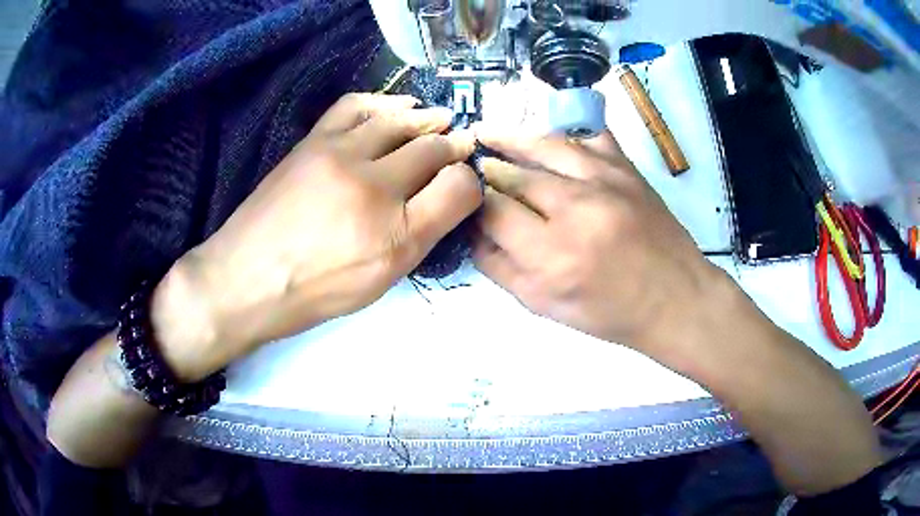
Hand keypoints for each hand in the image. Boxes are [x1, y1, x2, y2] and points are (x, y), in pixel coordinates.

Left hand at [153, 94, 480, 380]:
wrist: (246, 278)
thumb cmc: (315, 291)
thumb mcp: (378, 281)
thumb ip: (419, 237)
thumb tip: (445, 196)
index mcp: (395, 235)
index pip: (459, 187)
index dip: (471, 180)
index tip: (465, 181)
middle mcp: (373, 188)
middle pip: (433, 147)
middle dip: (453, 144)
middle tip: (459, 144)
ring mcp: (340, 156)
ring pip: (400, 120)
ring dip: (426, 118)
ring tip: (436, 120)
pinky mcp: (313, 142)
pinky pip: (356, 105)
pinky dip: (383, 102)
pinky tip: (393, 108)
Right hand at [473, 127, 722, 360]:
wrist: (675, 298)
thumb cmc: (609, 313)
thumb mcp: (543, 306)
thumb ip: (499, 268)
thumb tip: (472, 230)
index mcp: (552, 255)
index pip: (493, 211)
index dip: (471, 201)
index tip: (463, 198)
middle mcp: (576, 209)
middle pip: (514, 174)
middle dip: (486, 168)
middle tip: (470, 164)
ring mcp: (606, 181)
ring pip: (546, 145)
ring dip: (511, 138)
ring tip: (487, 132)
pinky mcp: (627, 168)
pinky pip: (590, 135)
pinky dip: (564, 133)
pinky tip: (548, 136)